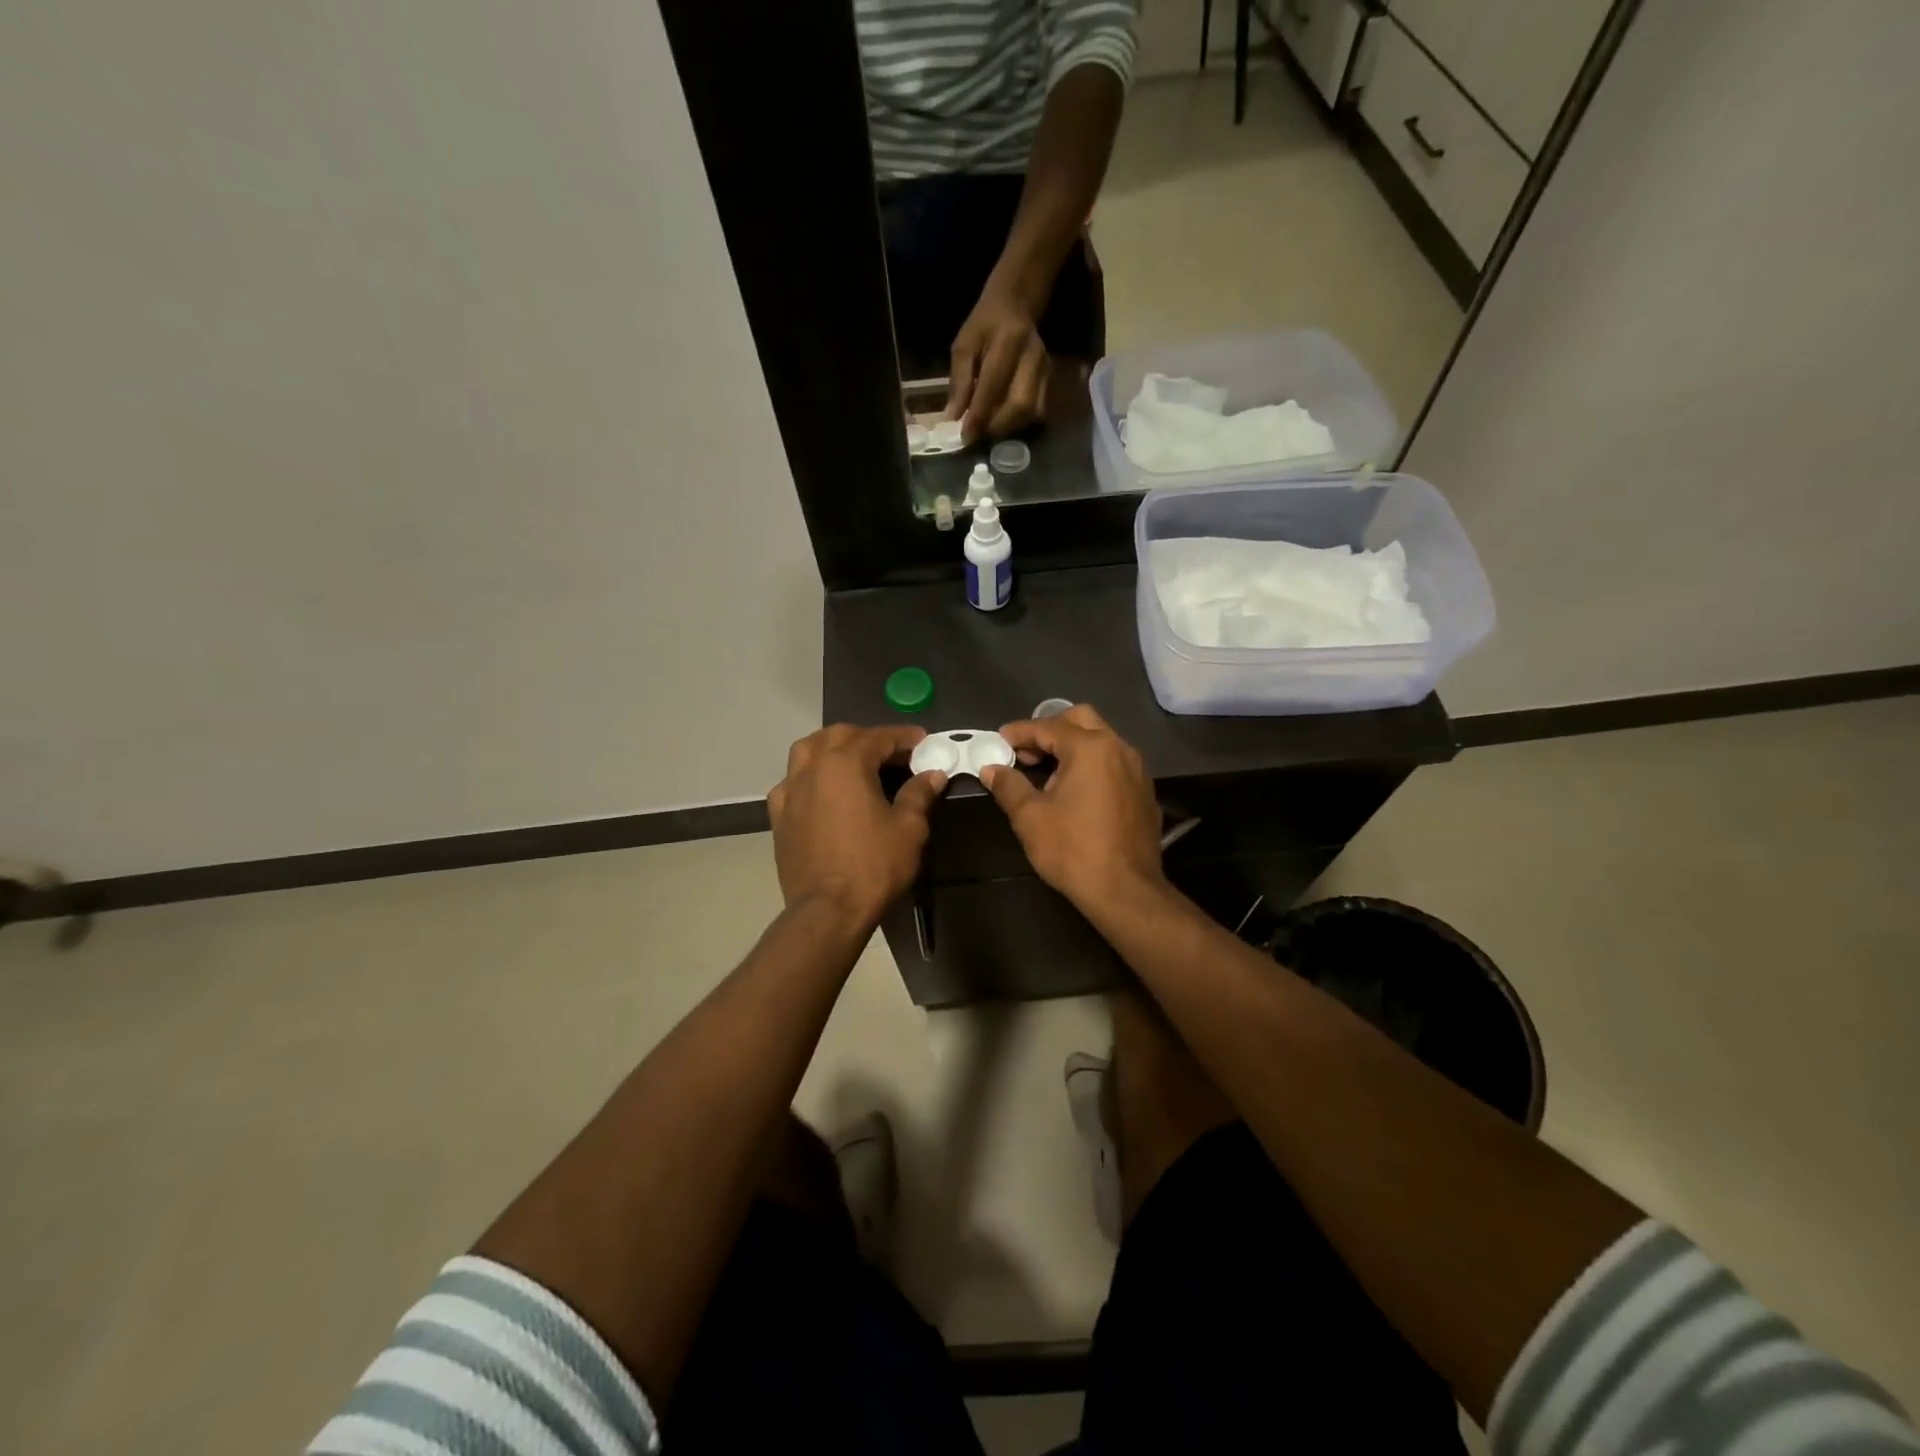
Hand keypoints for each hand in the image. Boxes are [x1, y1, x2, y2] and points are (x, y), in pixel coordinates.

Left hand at [768, 725, 946, 926]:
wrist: (828, 910)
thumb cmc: (873, 866)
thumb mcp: (908, 828)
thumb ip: (919, 793)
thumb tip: (932, 774)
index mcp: (846, 763)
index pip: (878, 737)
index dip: (903, 736)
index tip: (922, 740)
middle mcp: (813, 767)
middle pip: (839, 735)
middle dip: (867, 737)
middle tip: (892, 752)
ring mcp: (790, 790)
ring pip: (807, 750)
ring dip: (832, 747)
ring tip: (853, 760)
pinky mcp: (779, 815)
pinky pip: (791, 782)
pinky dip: (808, 776)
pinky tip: (821, 790)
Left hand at [947, 286, 1049, 441]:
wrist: (1016, 304)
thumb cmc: (985, 325)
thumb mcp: (964, 346)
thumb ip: (959, 382)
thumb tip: (953, 418)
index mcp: (1008, 342)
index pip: (993, 386)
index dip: (979, 415)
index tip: (966, 436)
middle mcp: (1032, 357)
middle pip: (1020, 404)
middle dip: (997, 426)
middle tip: (978, 435)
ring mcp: (1045, 369)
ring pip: (1031, 411)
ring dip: (1008, 427)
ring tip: (988, 430)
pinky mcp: (1050, 379)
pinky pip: (1037, 410)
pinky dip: (1018, 422)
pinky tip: (1003, 421)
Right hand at [980, 705, 1165, 911]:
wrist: (1125, 891)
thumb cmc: (1073, 850)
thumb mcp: (1030, 817)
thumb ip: (1009, 785)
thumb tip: (991, 769)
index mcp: (1091, 748)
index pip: (1048, 727)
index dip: (1020, 732)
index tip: (999, 741)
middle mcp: (1119, 748)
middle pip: (1080, 721)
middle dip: (1049, 730)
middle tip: (1024, 752)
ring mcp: (1137, 769)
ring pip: (1101, 740)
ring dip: (1072, 747)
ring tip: (1046, 772)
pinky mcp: (1144, 791)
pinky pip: (1114, 763)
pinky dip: (1091, 765)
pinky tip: (1075, 791)